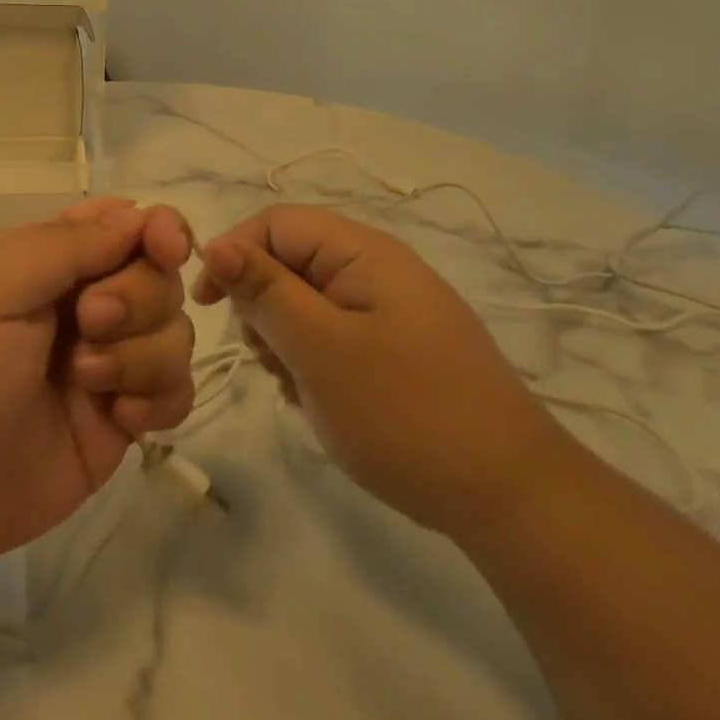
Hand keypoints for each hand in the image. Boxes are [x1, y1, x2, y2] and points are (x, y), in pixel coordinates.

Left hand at [0, 199, 196, 569]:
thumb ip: (66, 245)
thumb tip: (140, 216)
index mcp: (44, 259)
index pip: (123, 223)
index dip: (157, 229)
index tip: (167, 249)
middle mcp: (80, 303)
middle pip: (157, 276)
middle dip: (138, 298)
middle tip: (89, 326)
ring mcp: (102, 362)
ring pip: (173, 333)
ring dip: (145, 353)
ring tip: (88, 383)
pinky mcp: (115, 421)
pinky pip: (174, 393)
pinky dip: (162, 398)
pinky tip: (123, 419)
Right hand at [193, 205, 564, 533]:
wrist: (511, 497)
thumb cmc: (404, 412)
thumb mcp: (319, 349)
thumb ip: (264, 291)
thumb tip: (214, 244)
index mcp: (363, 252)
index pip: (275, 223)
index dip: (234, 253)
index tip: (208, 306)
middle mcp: (379, 268)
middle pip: (291, 261)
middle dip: (263, 304)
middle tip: (266, 358)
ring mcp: (393, 309)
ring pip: (309, 301)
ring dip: (286, 338)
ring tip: (296, 387)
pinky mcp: (401, 347)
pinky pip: (336, 334)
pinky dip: (315, 360)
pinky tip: (321, 400)